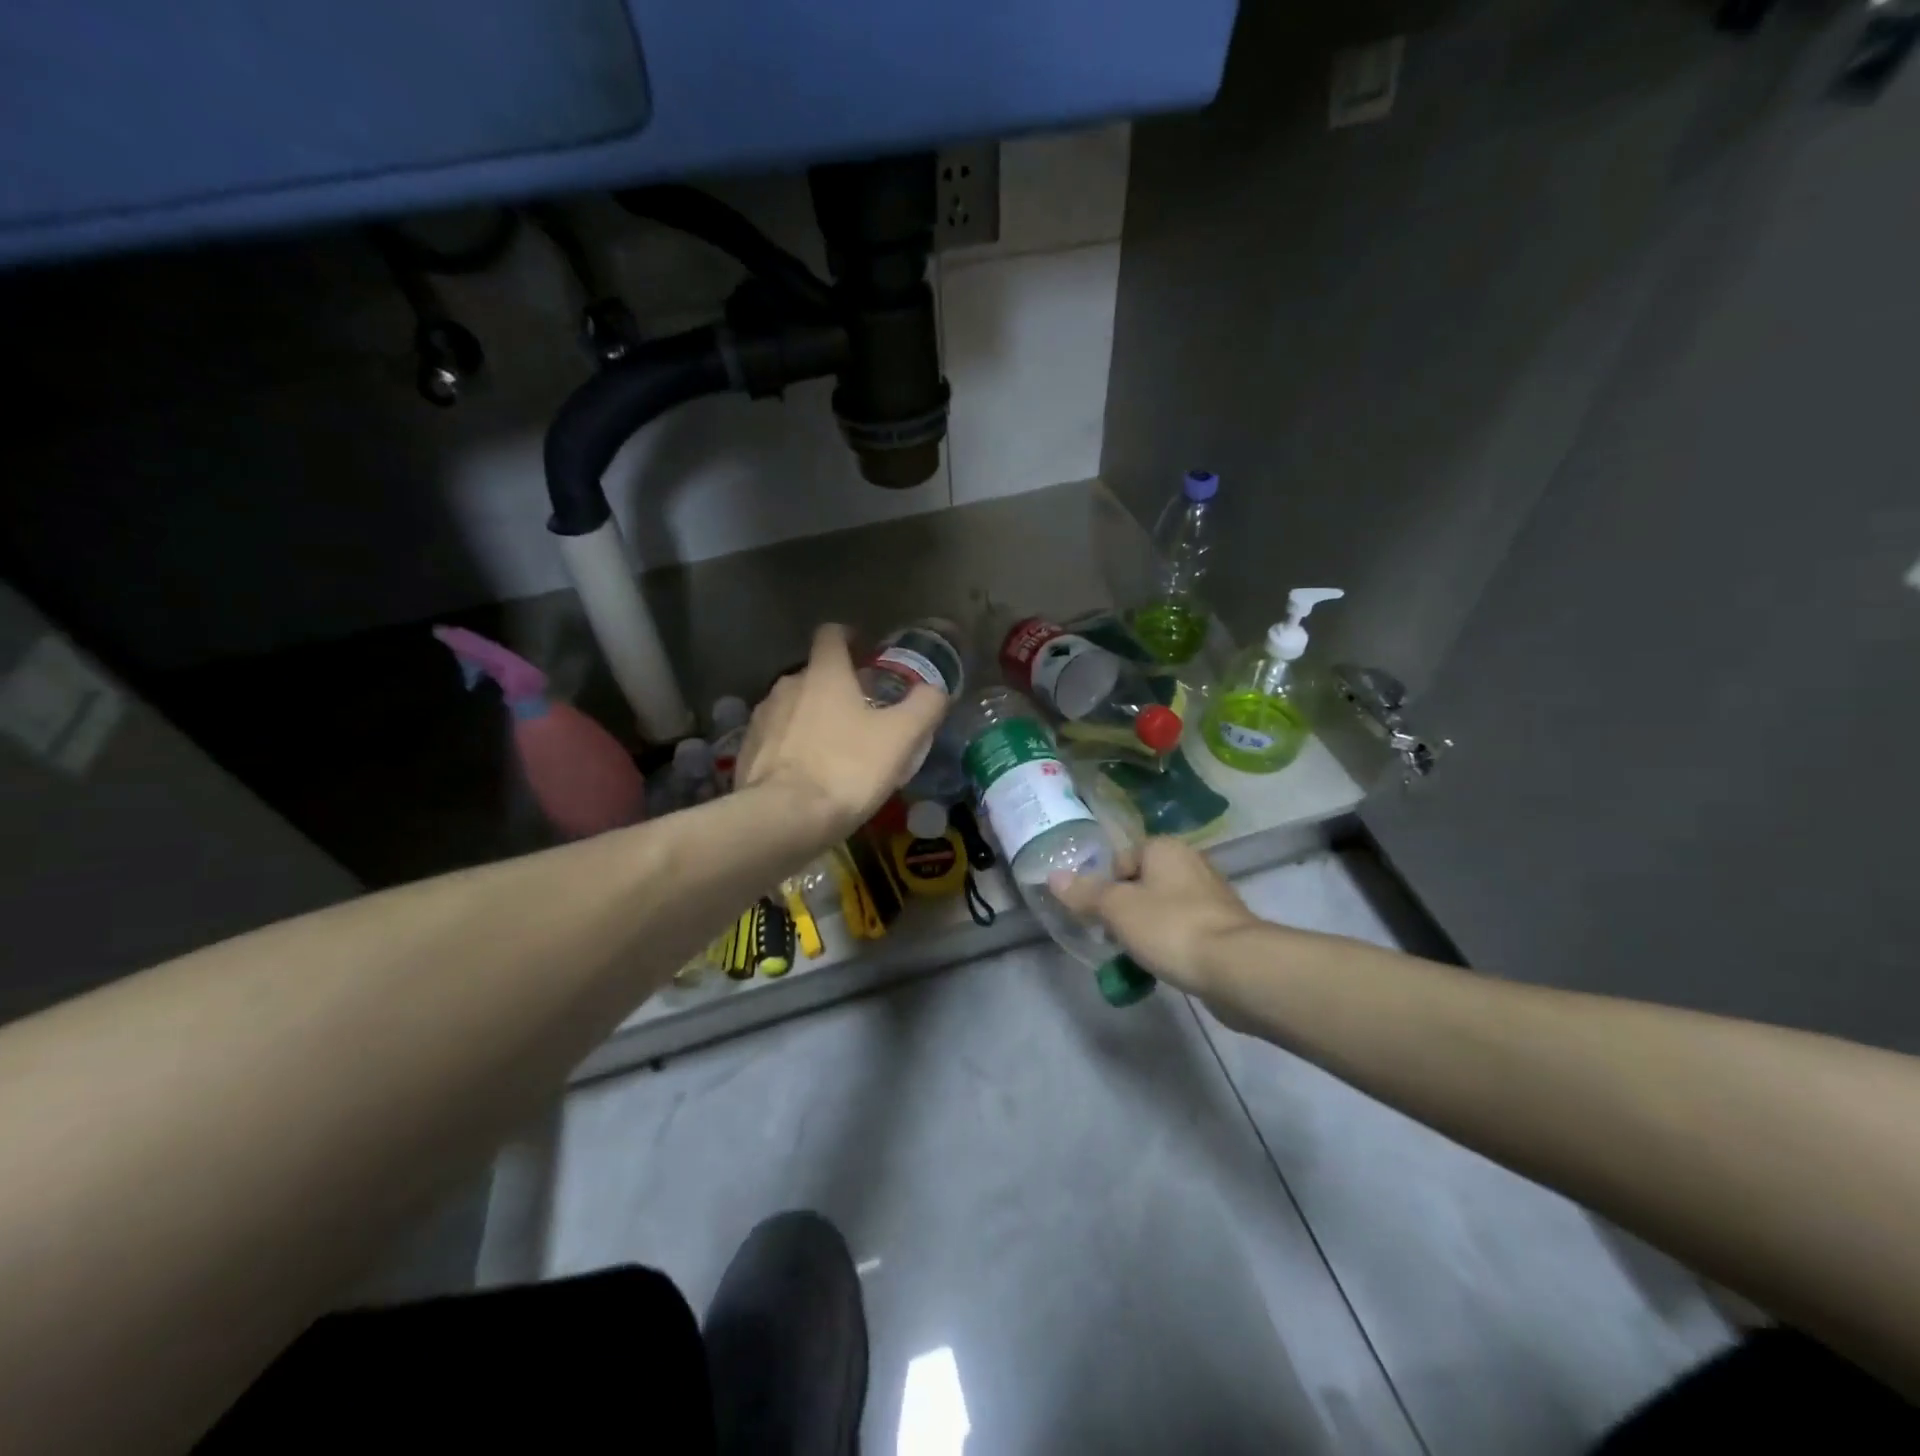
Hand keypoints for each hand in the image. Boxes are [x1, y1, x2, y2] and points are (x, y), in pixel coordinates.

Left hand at [736, 623, 947, 839]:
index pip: (831, 634)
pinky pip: (776, 739)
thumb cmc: (847, 768)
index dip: (849, 637)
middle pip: (814, 674)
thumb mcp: (901, 738)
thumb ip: (924, 706)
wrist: (783, 818)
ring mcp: (761, 719)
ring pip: (793, 707)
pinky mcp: (746, 752)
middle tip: (863, 713)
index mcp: (824, 673)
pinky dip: (793, 747)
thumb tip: (934, 690)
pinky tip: (809, 774)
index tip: (865, 652)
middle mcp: (787, 685)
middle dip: (837, 687)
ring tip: (836, 748)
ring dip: (813, 718)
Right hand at [1051, 837, 1259, 995]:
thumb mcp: (1116, 909)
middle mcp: (1191, 863)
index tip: (1099, 917)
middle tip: (1114, 939)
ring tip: (1137, 957)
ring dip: (1148, 931)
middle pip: (1142, 885)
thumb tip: (1053, 876)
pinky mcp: (1225, 928)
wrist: (1236, 967)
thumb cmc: (1170, 926)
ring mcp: (1212, 896)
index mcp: (1164, 848)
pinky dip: (1172, 945)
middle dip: (1125, 912)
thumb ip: (1084, 893)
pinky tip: (1166, 967)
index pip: (1121, 860)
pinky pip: (1185, 931)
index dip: (1105, 888)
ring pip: (1163, 910)